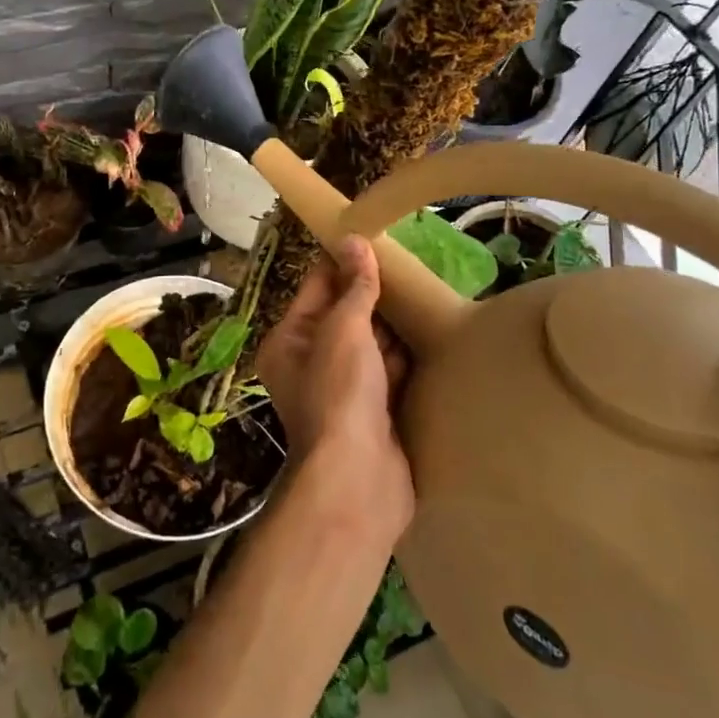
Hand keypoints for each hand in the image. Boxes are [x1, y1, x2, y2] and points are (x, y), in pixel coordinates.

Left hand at [257, 236, 413, 534]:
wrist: (358, 480)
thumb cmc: (340, 393)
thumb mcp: (344, 330)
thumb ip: (353, 287)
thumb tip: (354, 240)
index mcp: (289, 341)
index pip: (316, 288)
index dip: (342, 262)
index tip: (373, 237)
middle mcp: (311, 363)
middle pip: (344, 316)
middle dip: (372, 294)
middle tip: (409, 263)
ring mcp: (344, 390)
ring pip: (369, 345)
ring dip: (392, 325)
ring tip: (424, 291)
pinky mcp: (373, 412)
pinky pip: (389, 374)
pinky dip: (404, 358)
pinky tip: (429, 334)